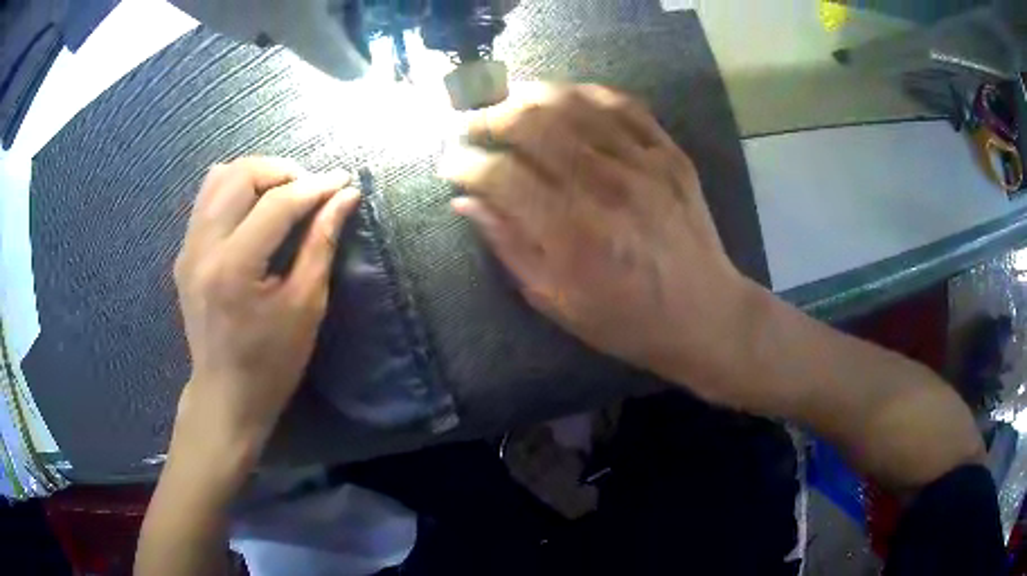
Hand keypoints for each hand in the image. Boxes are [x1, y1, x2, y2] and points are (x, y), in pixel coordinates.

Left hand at [172, 157, 359, 468]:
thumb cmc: (272, 362)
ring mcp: (187, 248)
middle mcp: (202, 248)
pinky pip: (207, 199)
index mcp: (234, 268)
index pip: (276, 203)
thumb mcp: (305, 306)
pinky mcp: (184, 253)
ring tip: (283, 194)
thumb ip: (322, 243)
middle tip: (310, 189)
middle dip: (282, 171)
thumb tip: (345, 196)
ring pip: (219, 178)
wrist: (225, 394)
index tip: (342, 181)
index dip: (314, 186)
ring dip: (257, 176)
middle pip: (241, 175)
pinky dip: (235, 191)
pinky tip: (255, 211)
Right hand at [443, 84, 761, 409]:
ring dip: (530, 95)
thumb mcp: (556, 301)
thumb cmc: (626, 320)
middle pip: (533, 124)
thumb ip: (509, 246)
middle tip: (472, 124)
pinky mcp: (670, 154)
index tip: (450, 163)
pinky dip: (586, 93)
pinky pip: (623, 105)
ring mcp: (642, 163)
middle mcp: (604, 187)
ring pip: (574, 104)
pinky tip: (564, 97)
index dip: (465, 163)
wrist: (704, 314)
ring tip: (506, 101)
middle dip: (489, 118)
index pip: (501, 176)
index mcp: (571, 234)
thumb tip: (465, 202)